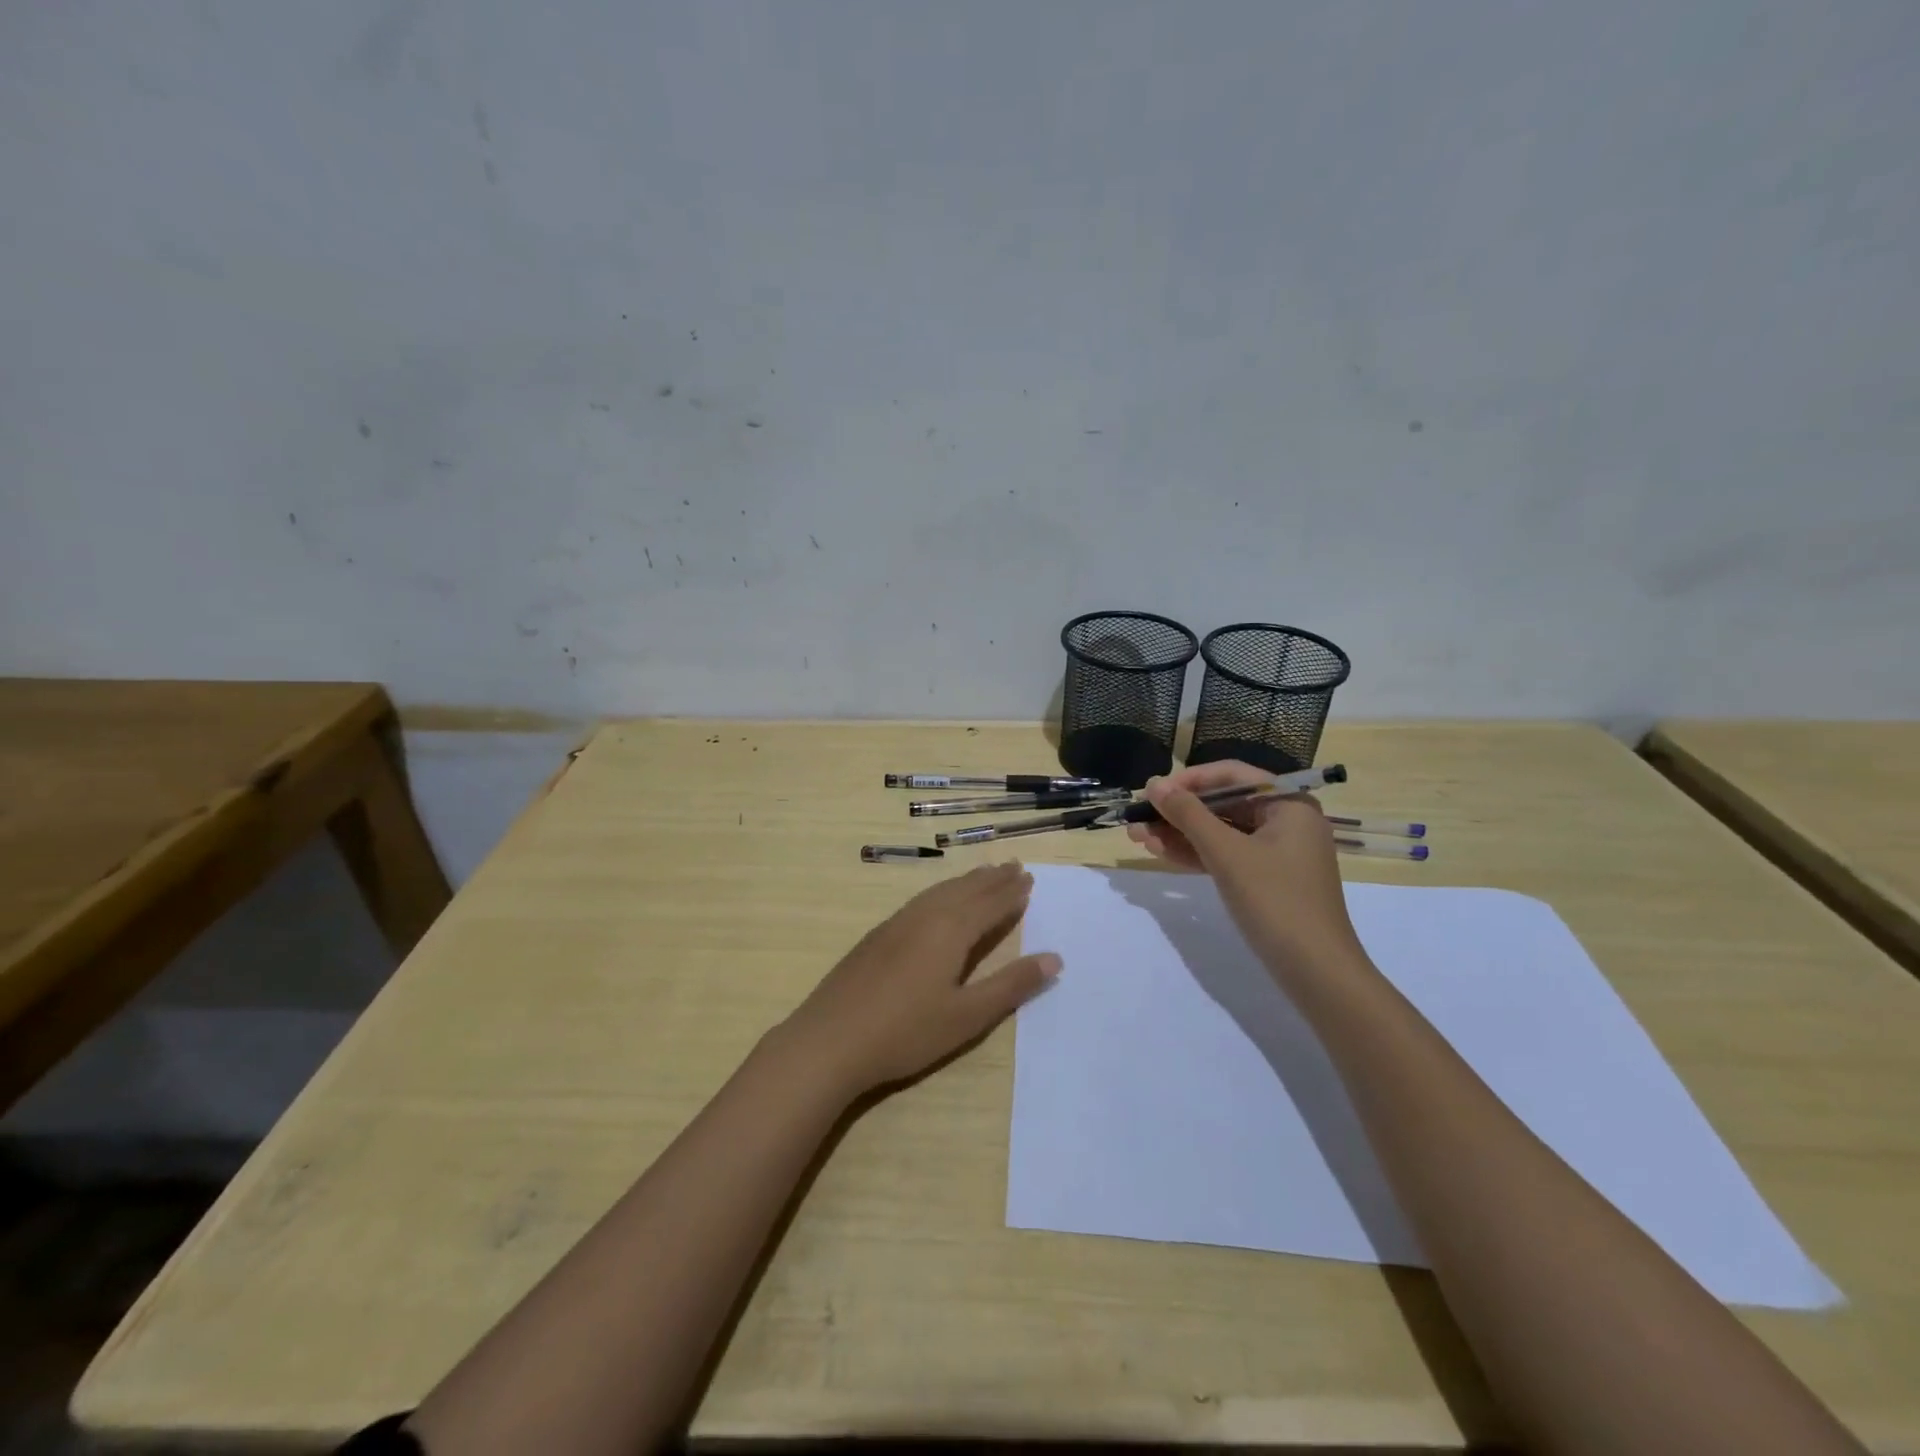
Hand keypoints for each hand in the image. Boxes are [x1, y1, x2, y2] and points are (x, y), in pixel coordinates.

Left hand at [778, 862, 1061, 1098]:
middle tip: (1013, 865)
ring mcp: (896, 923)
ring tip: (983, 874)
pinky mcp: (877, 936)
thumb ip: (1011, 985)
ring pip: (939, 892)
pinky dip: (941, 892)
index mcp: (950, 930)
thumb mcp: (967, 1015)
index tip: (1029, 878)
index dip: (1011, 893)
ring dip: (965, 881)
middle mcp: (925, 916)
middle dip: (991, 879)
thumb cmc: (906, 1032)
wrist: (830, 1040)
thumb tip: (1054, 958)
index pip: (989, 904)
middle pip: (965, 890)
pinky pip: (920, 900)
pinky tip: (937, 901)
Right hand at [1127, 760, 1362, 976]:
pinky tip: (1161, 854)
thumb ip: (1188, 815)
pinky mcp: (1268, 879)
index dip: (1188, 781)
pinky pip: (1227, 855)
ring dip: (1180, 834)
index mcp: (1288, 804)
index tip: (1152, 792)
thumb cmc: (1275, 901)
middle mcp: (1286, 821)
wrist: (1316, 973)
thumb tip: (1153, 783)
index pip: (1231, 775)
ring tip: (1138, 838)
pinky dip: (1197, 854)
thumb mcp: (1226, 853)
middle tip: (1138, 819)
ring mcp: (1278, 852)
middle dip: (1178, 812)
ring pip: (1221, 832)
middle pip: (1224, 804)